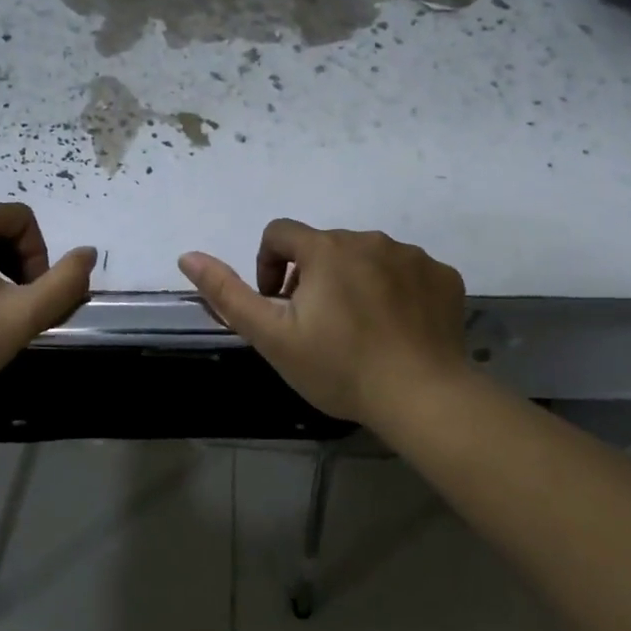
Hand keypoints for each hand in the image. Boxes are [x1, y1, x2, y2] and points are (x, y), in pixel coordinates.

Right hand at [179, 219, 468, 425]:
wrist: (422, 397)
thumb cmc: (339, 367)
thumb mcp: (271, 336)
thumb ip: (227, 293)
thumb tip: (187, 255)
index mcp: (325, 249)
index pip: (280, 233)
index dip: (269, 265)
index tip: (278, 303)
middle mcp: (369, 239)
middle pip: (325, 247)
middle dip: (312, 277)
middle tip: (316, 325)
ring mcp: (412, 256)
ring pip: (367, 257)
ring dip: (353, 280)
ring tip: (358, 329)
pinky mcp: (442, 276)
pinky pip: (407, 272)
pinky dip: (394, 290)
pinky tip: (395, 328)